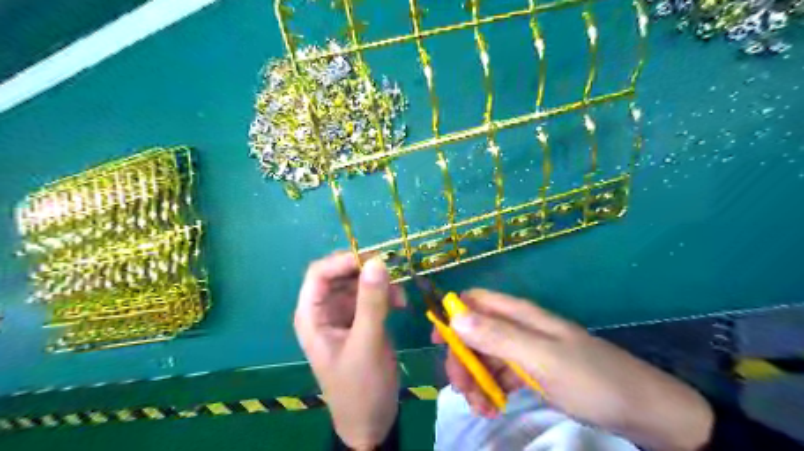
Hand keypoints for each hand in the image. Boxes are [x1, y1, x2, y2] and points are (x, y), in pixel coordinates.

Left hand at [295, 252, 404, 448]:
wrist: (371, 421)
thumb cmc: (360, 387)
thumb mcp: (367, 343)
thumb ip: (371, 302)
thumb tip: (377, 261)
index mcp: (312, 315)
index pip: (319, 273)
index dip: (343, 261)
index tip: (374, 259)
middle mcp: (325, 311)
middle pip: (341, 275)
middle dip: (366, 272)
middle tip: (393, 273)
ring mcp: (344, 315)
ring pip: (359, 284)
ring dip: (380, 285)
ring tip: (400, 297)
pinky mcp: (361, 321)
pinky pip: (372, 297)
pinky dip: (387, 296)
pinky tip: (401, 306)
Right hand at [443, 289, 710, 450]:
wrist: (642, 409)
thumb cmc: (592, 378)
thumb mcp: (542, 358)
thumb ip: (497, 336)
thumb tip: (454, 315)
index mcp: (519, 314)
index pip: (474, 301)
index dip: (452, 315)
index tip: (438, 343)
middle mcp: (518, 327)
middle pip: (474, 331)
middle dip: (462, 358)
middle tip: (461, 389)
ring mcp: (524, 350)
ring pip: (484, 356)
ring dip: (475, 379)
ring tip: (481, 408)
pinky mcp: (531, 371)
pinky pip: (500, 375)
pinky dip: (491, 390)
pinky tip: (493, 408)